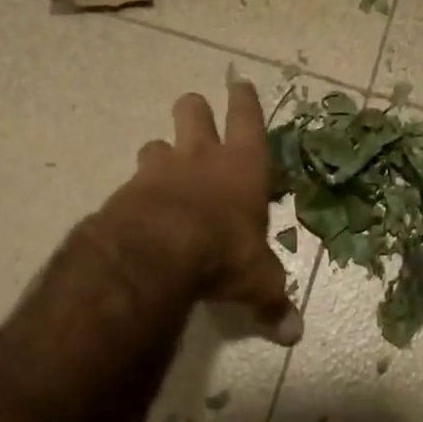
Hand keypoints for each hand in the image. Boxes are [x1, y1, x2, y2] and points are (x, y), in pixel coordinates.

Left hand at [99, 80, 302, 345]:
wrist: (157, 252)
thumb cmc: (224, 252)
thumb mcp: (258, 281)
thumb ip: (274, 301)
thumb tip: (294, 336)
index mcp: (243, 165)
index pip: (247, 117)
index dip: (244, 100)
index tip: (239, 85)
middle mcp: (201, 156)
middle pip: (193, 109)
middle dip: (196, 111)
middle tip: (198, 122)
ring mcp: (160, 169)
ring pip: (157, 143)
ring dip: (163, 155)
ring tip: (167, 175)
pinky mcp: (128, 189)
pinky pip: (134, 180)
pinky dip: (139, 191)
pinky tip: (142, 212)